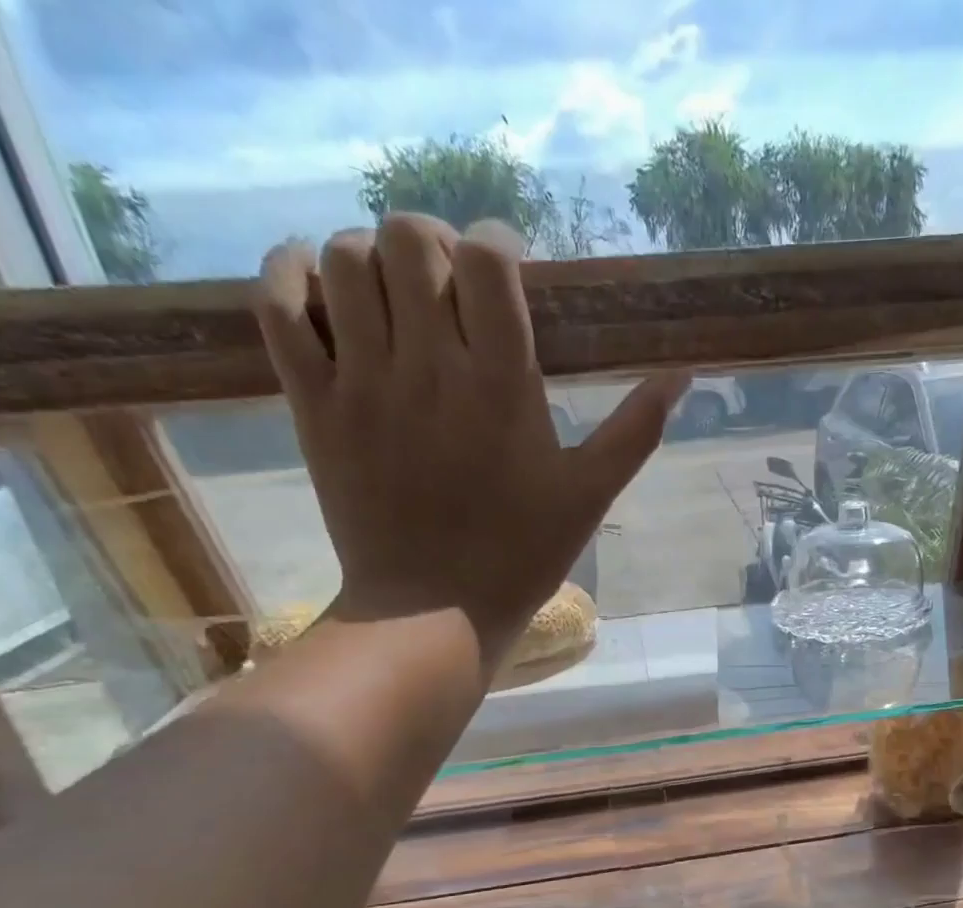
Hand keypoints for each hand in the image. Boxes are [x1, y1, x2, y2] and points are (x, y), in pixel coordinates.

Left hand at [251, 214, 686, 658]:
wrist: (432, 612)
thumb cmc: (520, 556)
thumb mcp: (589, 496)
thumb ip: (635, 431)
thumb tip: (683, 374)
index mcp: (503, 386)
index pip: (488, 260)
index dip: (498, 244)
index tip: (508, 271)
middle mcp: (429, 368)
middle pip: (409, 239)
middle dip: (434, 245)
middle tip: (449, 286)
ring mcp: (362, 383)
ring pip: (346, 262)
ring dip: (371, 258)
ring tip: (393, 296)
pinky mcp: (314, 406)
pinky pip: (279, 307)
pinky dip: (290, 275)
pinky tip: (316, 285)